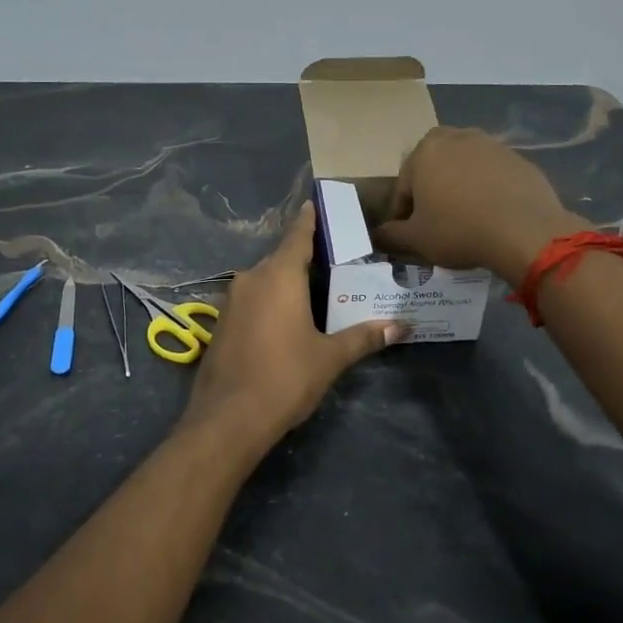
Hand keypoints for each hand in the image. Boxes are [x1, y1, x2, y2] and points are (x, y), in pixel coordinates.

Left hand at [186, 204, 404, 446]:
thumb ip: (364, 337)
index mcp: (279, 276)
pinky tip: (283, 319)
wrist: (228, 419)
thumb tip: (402, 326)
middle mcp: (251, 279)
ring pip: (263, 280)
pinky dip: (268, 301)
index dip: (308, 220)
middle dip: (303, 257)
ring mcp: (231, 301)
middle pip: (280, 258)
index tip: (314, 202)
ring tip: (312, 290)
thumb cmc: (285, 378)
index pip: (297, 236)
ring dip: (284, 281)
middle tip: (331, 260)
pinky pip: (250, 300)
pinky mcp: (220, 324)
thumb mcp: (330, 357)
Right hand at [373, 127, 588, 286]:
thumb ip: (391, 234)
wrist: (525, 231)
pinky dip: (488, 190)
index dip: (403, 213)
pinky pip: (493, 175)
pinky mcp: (519, 159)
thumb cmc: (459, 230)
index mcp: (426, 151)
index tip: (408, 234)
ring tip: (465, 218)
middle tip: (435, 220)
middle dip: (431, 189)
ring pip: (465, 167)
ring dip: (460, 187)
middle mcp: (457, 138)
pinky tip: (492, 216)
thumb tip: (377, 235)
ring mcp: (492, 145)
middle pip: (435, 167)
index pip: (404, 186)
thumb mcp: (416, 239)